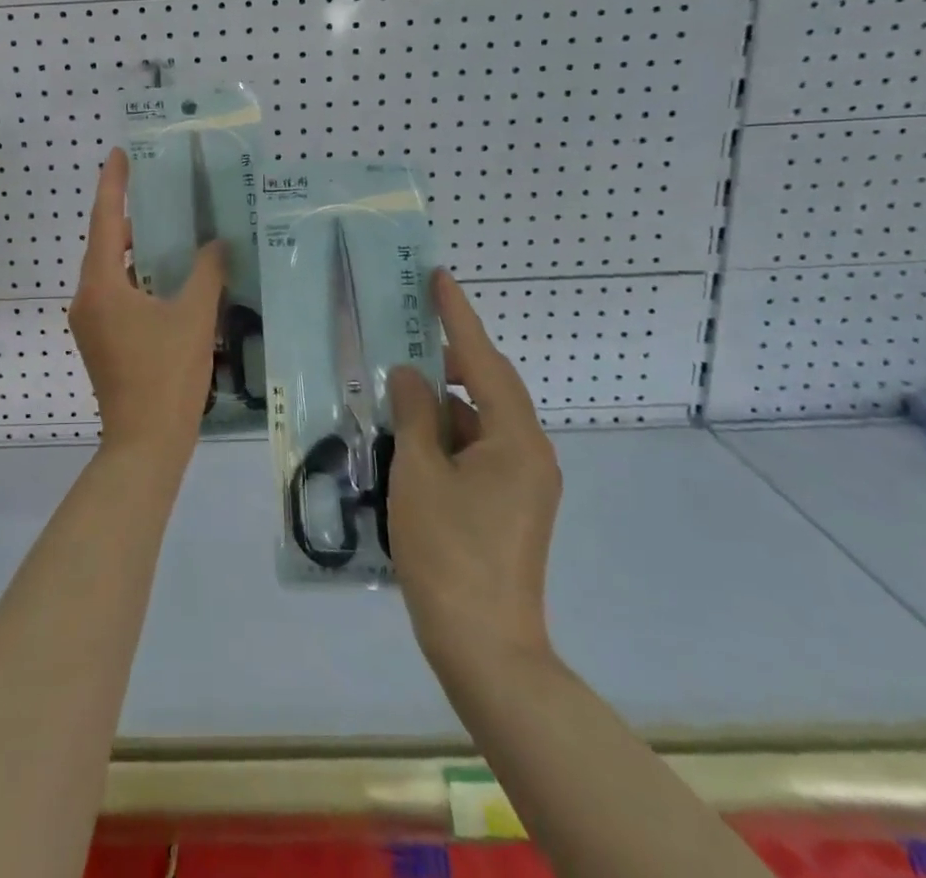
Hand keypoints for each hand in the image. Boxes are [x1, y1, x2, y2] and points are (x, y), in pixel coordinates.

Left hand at [68, 148, 225, 460]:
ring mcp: (90, 323)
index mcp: (101, 285)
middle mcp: (87, 298)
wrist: (144, 443)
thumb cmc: (166, 375)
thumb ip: (206, 272)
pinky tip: (168, 279)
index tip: (119, 154)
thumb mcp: (193, 316)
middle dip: (131, 217)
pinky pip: (116, 295)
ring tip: (171, 231)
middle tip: (160, 191)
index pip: (105, 221)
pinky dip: (138, 280)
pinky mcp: (101, 342)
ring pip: (112, 273)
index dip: (112, 184)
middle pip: (106, 246)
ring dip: (137, 253)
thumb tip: (216, 243)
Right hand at [387, 270, 561, 676]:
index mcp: (515, 439)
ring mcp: (522, 481)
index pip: (482, 360)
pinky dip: (445, 434)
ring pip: (478, 419)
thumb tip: (410, 374)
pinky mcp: (509, 503)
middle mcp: (528, 452)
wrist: (485, 647)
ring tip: (396, 388)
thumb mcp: (420, 473)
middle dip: (449, 356)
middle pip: (487, 386)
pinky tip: (409, 437)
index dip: (458, 316)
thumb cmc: (449, 551)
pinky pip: (476, 448)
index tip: (438, 277)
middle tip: (408, 329)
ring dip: (441, 402)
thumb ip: (415, 414)